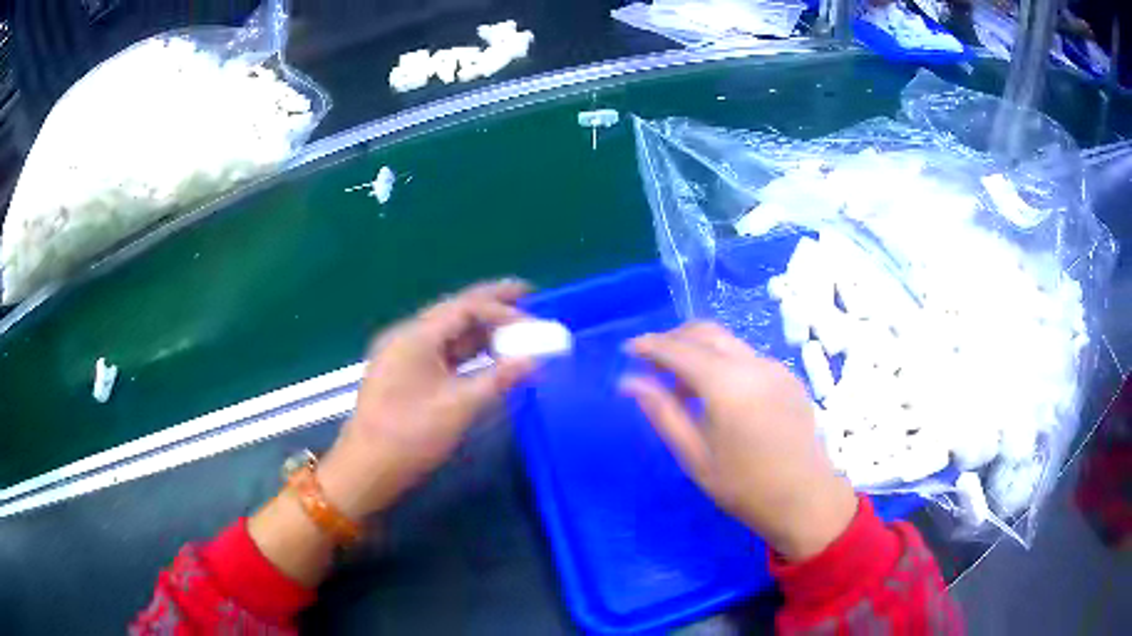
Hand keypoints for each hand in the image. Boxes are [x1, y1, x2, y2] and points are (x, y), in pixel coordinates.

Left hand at [318, 280, 535, 518]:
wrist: (367, 469)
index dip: (502, 311)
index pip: (464, 308)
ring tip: (515, 328)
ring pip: (448, 332)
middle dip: (491, 305)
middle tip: (528, 297)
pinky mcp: (404, 374)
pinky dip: (467, 350)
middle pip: (455, 311)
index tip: (534, 321)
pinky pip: (441, 351)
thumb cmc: (410, 435)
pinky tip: (488, 354)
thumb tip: (535, 361)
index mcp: (414, 336)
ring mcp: (402, 355)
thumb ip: (499, 378)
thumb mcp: (459, 406)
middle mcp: (406, 336)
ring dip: (481, 330)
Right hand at [623, 322, 857, 560]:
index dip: (650, 346)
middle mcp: (753, 364)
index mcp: (727, 385)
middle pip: (705, 332)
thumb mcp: (695, 457)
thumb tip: (629, 382)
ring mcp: (775, 367)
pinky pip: (747, 357)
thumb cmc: (745, 487)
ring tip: (681, 387)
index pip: (679, 349)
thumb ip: (663, 413)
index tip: (628, 350)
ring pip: (727, 342)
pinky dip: (722, 362)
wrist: (805, 498)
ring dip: (698, 351)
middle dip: (673, 339)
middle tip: (652, 365)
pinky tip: (717, 395)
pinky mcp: (787, 377)